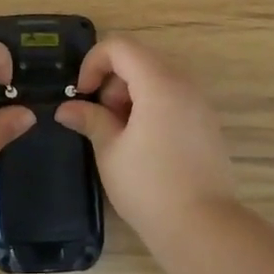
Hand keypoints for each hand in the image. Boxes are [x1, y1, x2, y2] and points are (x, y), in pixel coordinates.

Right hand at [55, 37, 236, 231]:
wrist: (202, 227)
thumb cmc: (149, 186)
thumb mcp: (110, 150)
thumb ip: (90, 119)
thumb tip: (67, 108)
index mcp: (159, 84)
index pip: (121, 47)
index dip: (94, 62)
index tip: (82, 93)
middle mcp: (184, 85)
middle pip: (140, 60)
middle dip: (112, 82)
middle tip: (100, 119)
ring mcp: (200, 105)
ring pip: (157, 80)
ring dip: (130, 96)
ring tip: (119, 135)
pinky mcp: (207, 125)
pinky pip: (173, 99)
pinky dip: (151, 108)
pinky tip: (142, 145)